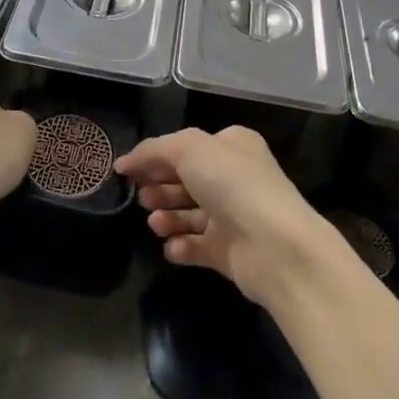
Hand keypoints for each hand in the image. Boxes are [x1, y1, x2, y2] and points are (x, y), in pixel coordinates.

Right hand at [114, 127, 348, 310]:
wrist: (275, 246)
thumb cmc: (233, 185)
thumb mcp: (188, 149)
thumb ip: (153, 151)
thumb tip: (124, 162)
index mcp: (233, 147)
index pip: (188, 147)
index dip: (157, 157)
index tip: (127, 170)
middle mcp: (235, 179)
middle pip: (186, 181)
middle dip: (160, 188)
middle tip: (142, 197)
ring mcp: (233, 217)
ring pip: (189, 214)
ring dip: (167, 218)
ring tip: (155, 223)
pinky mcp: (230, 251)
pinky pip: (197, 247)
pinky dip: (181, 247)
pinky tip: (173, 247)